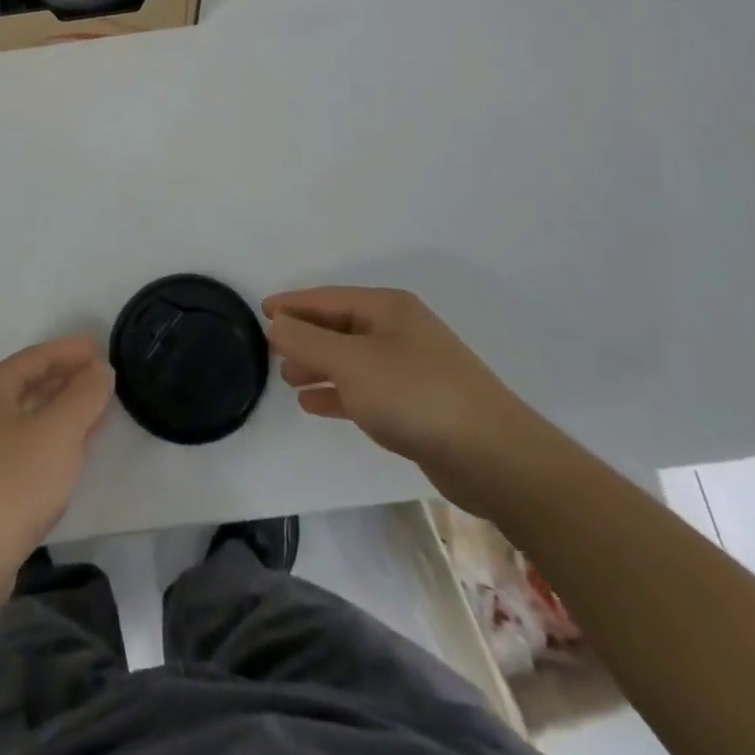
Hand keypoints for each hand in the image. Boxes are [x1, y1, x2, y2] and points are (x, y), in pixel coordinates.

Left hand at [0, 337, 114, 573]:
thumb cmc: (12, 484)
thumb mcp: (58, 432)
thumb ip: (84, 395)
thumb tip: (99, 369)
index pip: (36, 357)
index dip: (70, 351)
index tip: (101, 350)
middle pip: (29, 383)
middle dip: (67, 378)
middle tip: (104, 378)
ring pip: (28, 416)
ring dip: (61, 410)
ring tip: (96, 410)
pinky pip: (25, 445)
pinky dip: (51, 439)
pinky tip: (71, 452)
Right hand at [264, 287, 556, 517]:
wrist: (493, 457)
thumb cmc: (416, 395)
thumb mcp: (351, 363)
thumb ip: (307, 342)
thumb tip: (275, 322)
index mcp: (387, 308)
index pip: (327, 297)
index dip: (293, 304)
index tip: (261, 311)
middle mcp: (399, 330)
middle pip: (340, 326)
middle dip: (305, 337)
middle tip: (270, 350)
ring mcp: (411, 367)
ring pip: (352, 359)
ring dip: (319, 366)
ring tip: (288, 378)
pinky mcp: (417, 404)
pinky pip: (366, 389)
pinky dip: (339, 392)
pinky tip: (314, 404)